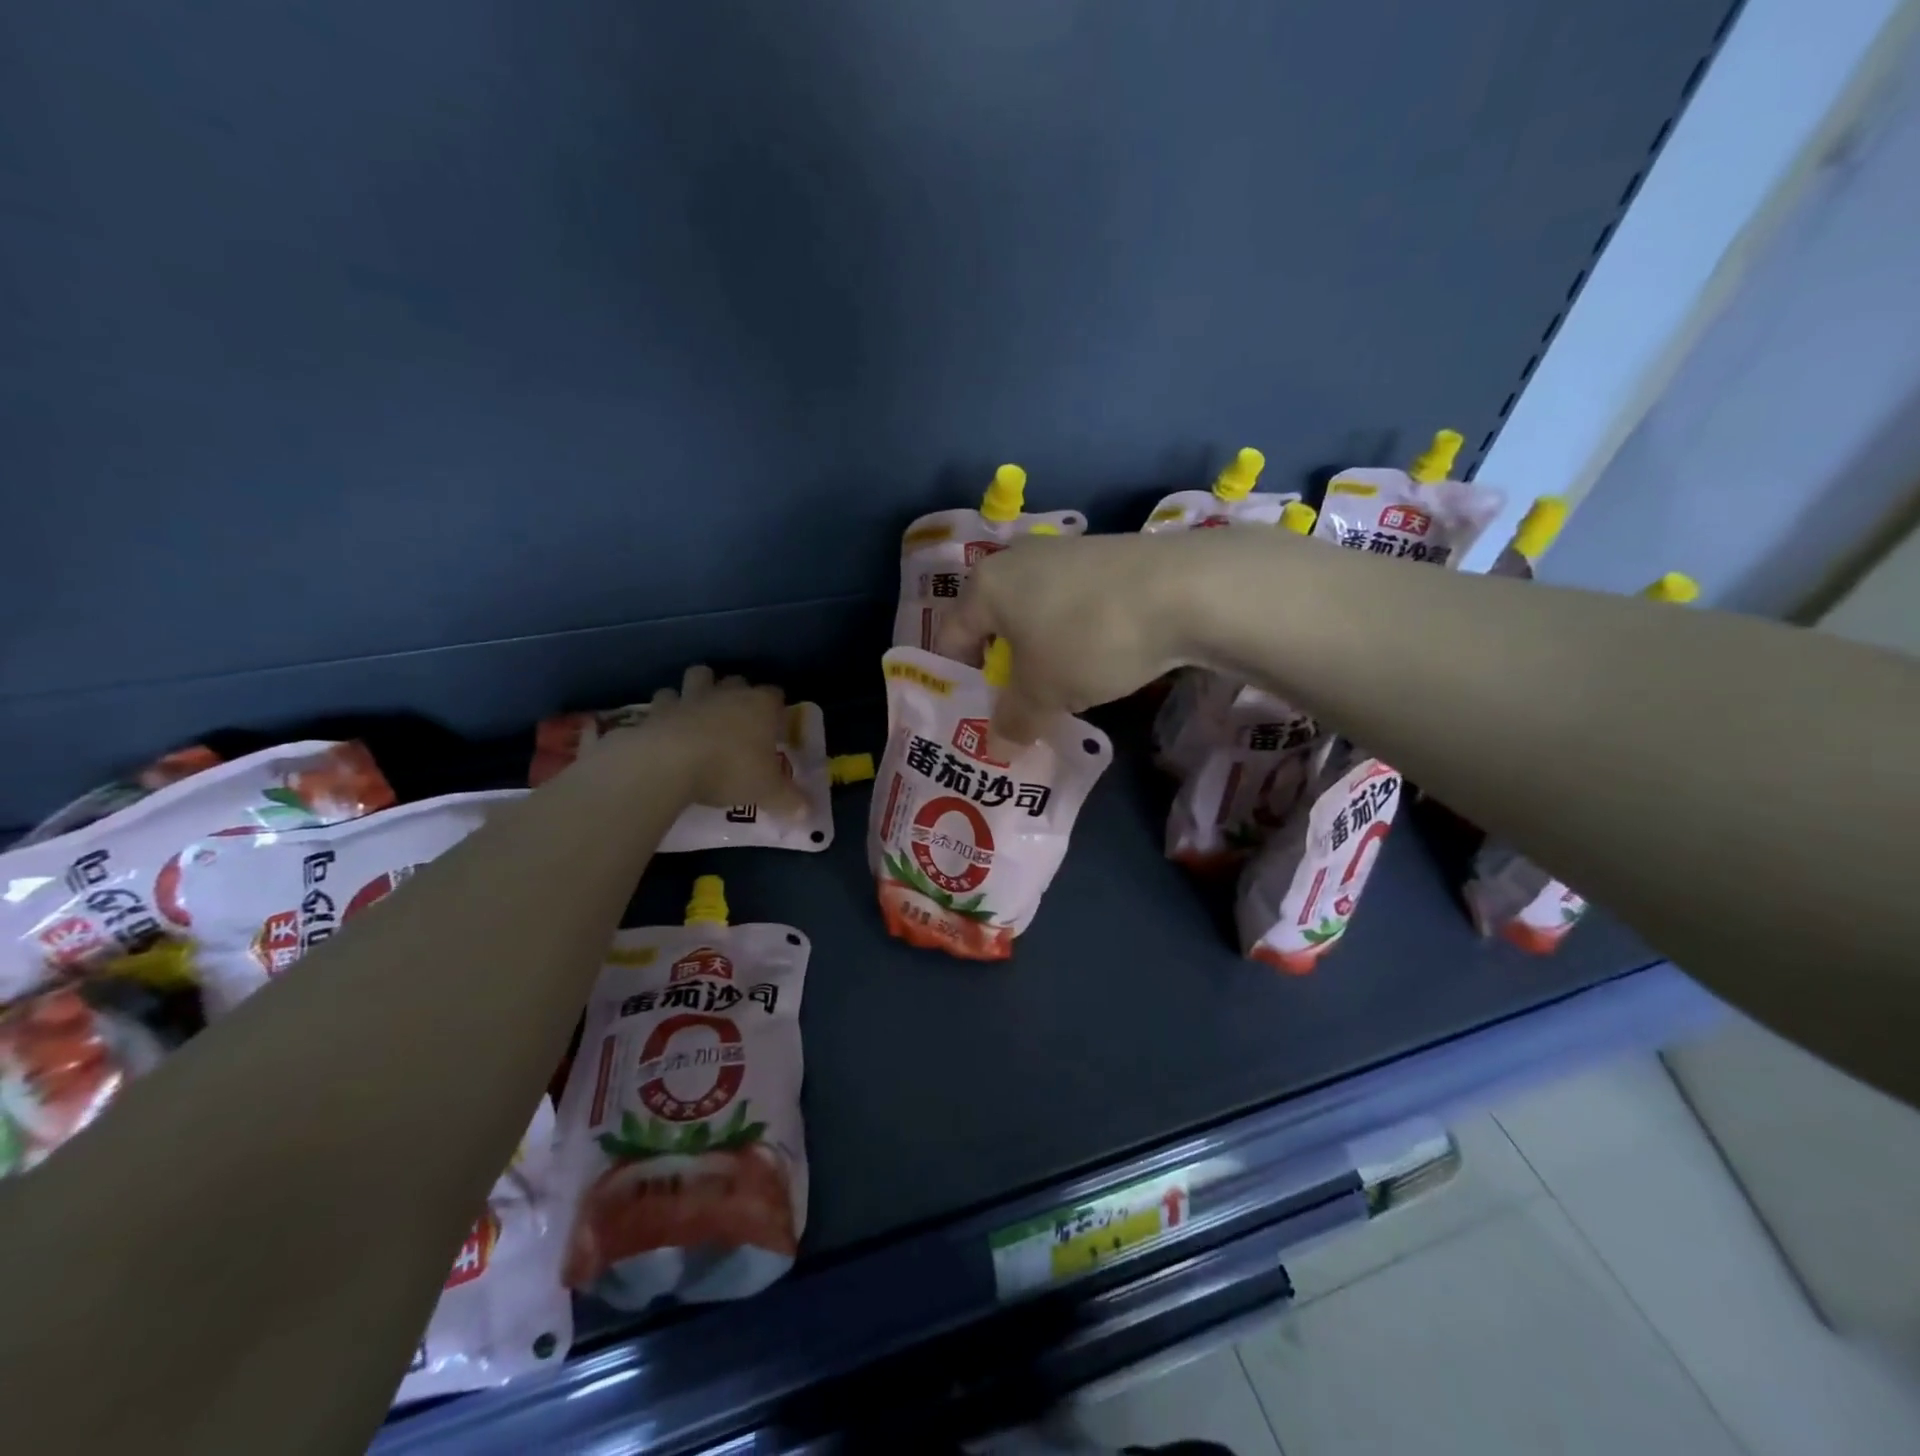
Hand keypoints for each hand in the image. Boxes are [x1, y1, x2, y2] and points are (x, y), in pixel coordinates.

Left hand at [633, 666, 806, 814]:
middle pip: (737, 680)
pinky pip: (664, 698)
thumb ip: (789, 801)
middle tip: (739, 720)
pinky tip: (667, 725)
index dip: (776, 710)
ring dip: (701, 688)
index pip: (775, 695)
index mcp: (760, 706)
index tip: (775, 728)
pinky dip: (667, 709)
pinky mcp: (658, 708)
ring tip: (702, 711)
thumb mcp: (768, 792)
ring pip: (699, 676)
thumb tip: (807, 814)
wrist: (669, 764)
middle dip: (738, 693)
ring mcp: (691, 696)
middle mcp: (727, 693)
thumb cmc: (730, 770)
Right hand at [936, 532, 1198, 744]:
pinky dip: (1076, 636)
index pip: (951, 638)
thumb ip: (1013, 721)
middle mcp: (1018, 560)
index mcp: (986, 585)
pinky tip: (1102, 660)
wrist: (1186, 590)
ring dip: (1042, 655)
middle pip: (995, 625)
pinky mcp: (1106, 557)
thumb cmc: (1088, 640)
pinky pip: (1073, 606)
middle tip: (1021, 709)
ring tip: (1065, 690)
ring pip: (1036, 616)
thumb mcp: (1043, 693)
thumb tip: (997, 748)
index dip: (959, 682)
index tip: (978, 715)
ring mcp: (1065, 554)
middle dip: (1004, 670)